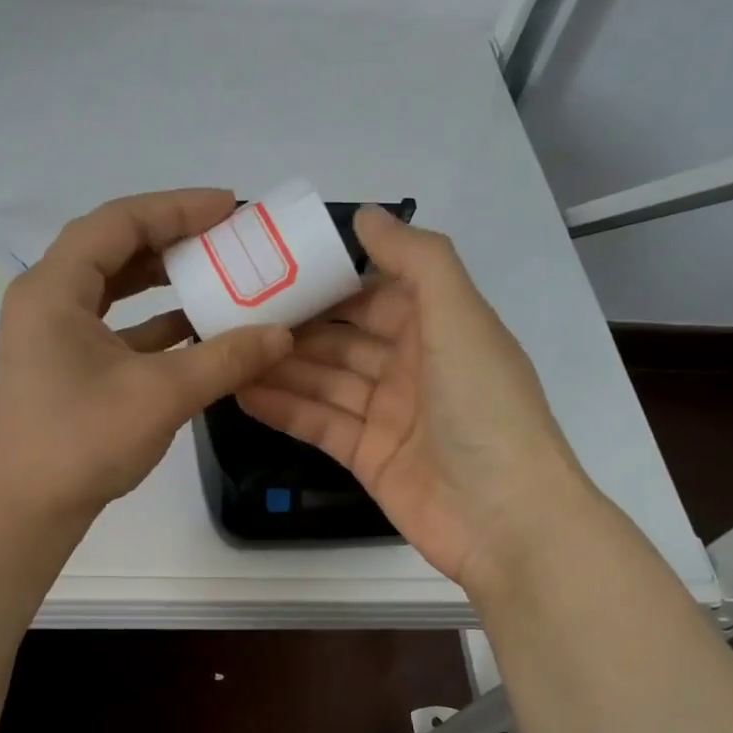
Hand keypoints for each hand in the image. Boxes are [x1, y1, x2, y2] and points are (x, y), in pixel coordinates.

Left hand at [0, 189, 293, 524]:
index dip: (177, 208)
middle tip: (227, 237)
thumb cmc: (82, 443)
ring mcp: (51, 334)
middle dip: (172, 238)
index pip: (119, 222)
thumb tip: (283, 334)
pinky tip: (195, 328)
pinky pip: (112, 324)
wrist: (25, 511)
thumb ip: (226, 359)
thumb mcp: (162, 395)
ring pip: (112, 286)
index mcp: (55, 288)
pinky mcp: (62, 364)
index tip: (231, 207)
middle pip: (112, 247)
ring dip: (163, 278)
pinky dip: (151, 321)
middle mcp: (46, 299)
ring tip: (217, 273)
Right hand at [237, 207, 587, 587]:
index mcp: (440, 329)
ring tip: (227, 350)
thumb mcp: (459, 316)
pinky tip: (241, 392)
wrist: (505, 517)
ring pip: (324, 382)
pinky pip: (318, 424)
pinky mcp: (367, 457)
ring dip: (280, 367)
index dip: (330, 282)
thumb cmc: (485, 406)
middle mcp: (413, 368)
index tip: (276, 268)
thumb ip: (417, 260)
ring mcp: (388, 416)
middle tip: (234, 311)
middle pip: (343, 339)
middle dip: (296, 325)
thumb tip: (366, 215)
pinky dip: (283, 409)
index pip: (376, 294)